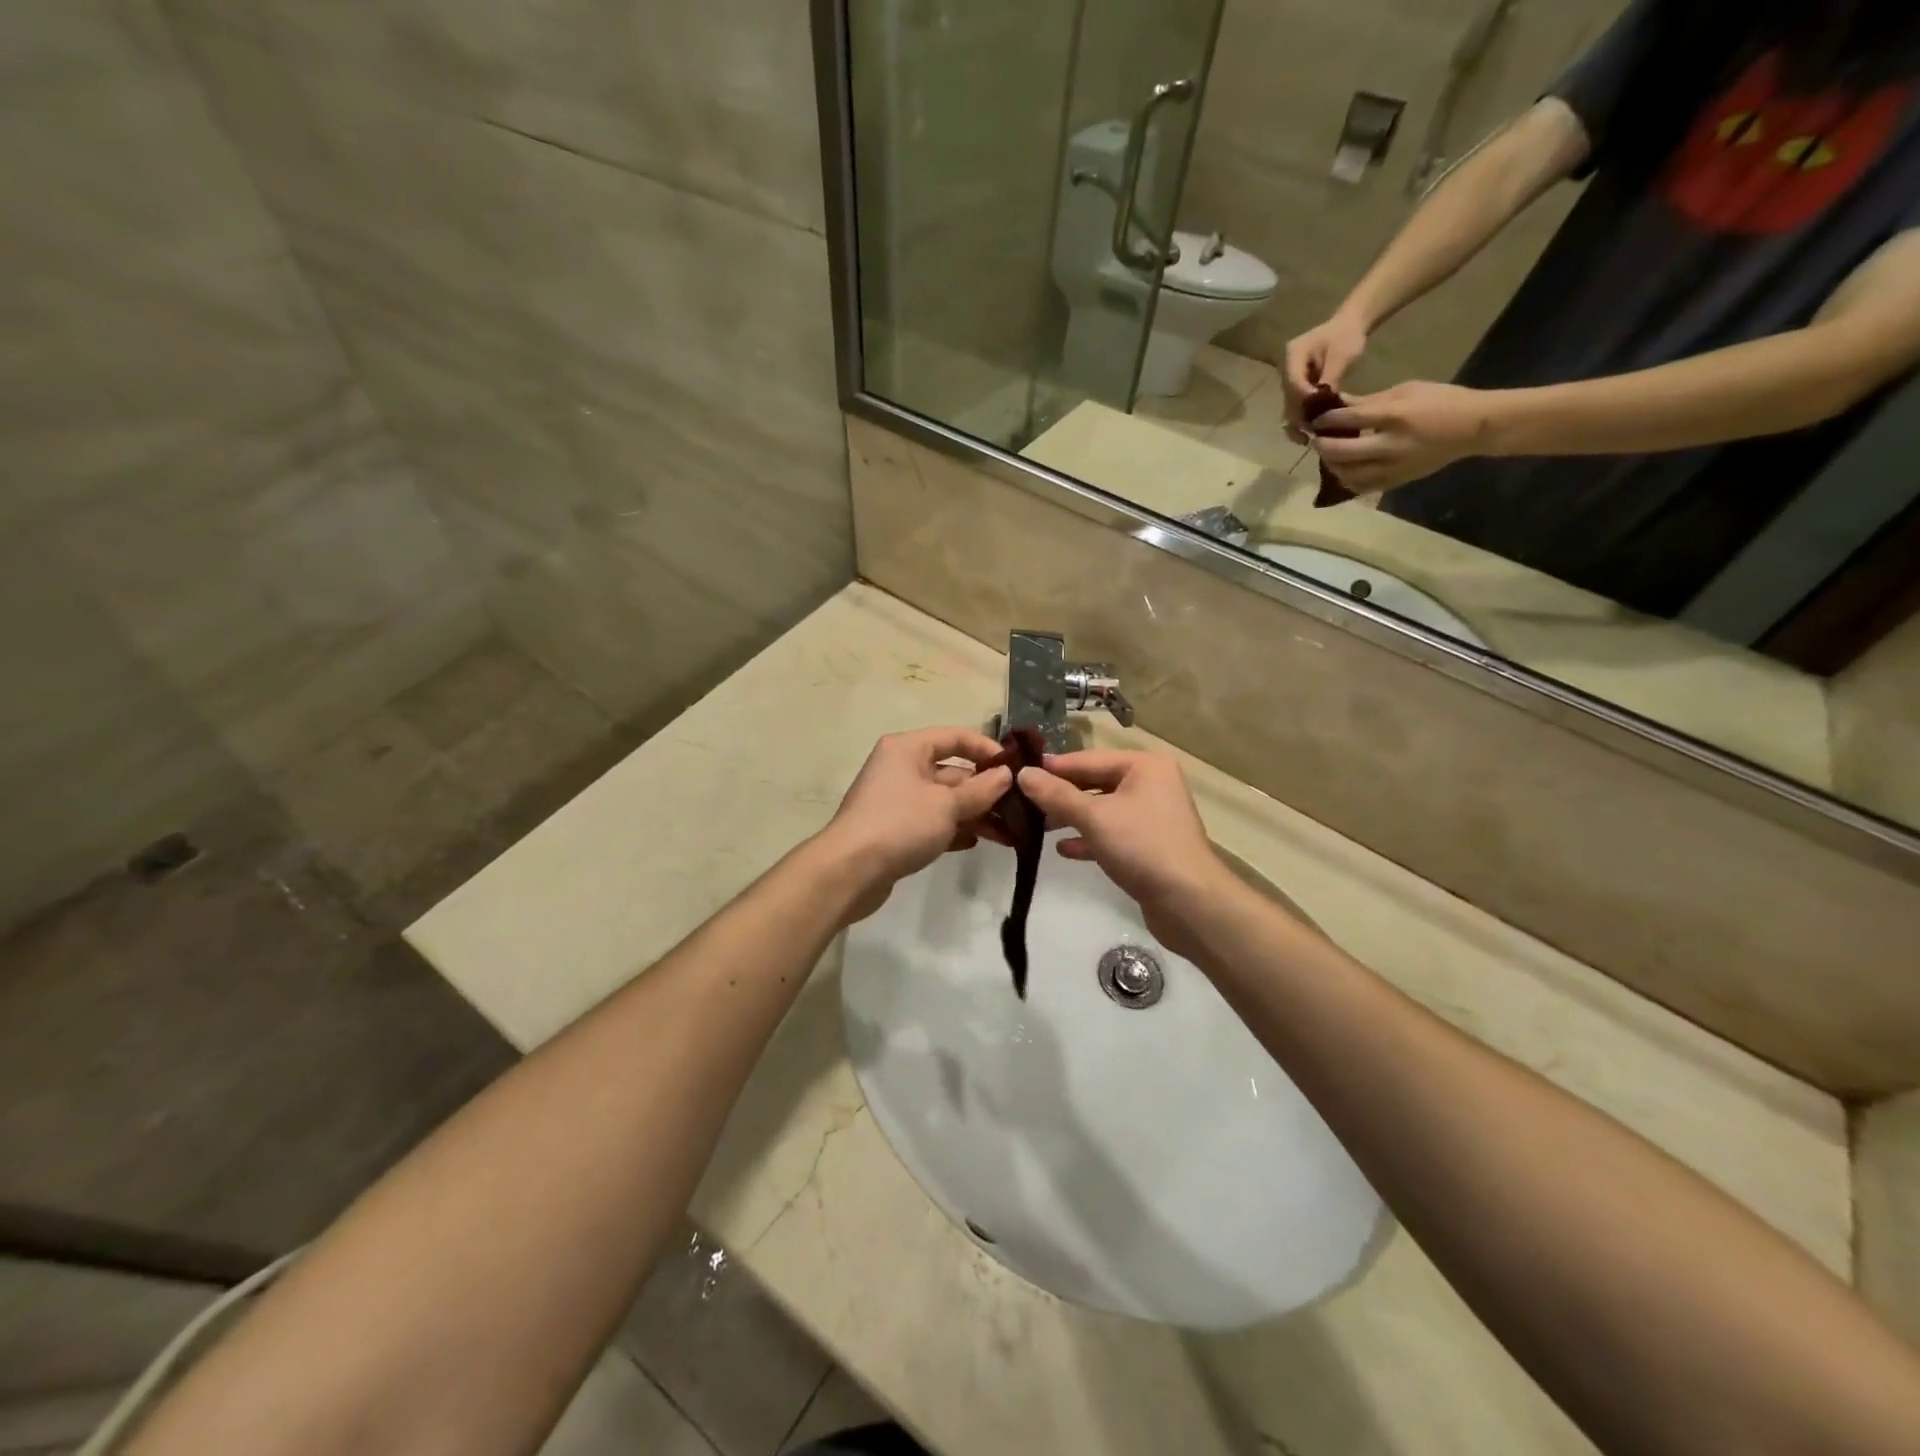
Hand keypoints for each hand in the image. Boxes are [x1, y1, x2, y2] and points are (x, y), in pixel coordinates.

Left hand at [815, 727, 1011, 922]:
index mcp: (908, 748)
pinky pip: (933, 821)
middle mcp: (902, 767)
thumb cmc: (900, 825)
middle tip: (1020, 809)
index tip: (1017, 769)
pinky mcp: (896, 828)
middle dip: (986, 790)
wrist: (849, 872)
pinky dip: (954, 829)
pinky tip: (977, 842)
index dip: (988, 750)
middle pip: (953, 771)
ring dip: (976, 813)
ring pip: (945, 800)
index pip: (956, 737)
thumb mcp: (947, 805)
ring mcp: (898, 799)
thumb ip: (981, 790)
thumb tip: (1006, 775)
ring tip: (1008, 834)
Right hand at [1014, 751, 1234, 956]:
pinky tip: (1063, 850)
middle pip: (1095, 782)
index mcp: (1144, 766)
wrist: (1189, 902)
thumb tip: (1022, 774)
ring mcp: (1151, 815)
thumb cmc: (1141, 846)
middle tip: (1022, 803)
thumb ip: (1056, 795)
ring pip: (1102, 809)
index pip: (1088, 759)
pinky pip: (1112, 833)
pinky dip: (1089, 838)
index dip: (1053, 768)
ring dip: (1071, 817)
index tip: (1018, 773)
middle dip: (1060, 795)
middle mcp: (1151, 784)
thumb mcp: (1093, 817)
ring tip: (1037, 827)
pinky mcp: (1149, 844)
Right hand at [1283, 312, 1369, 442]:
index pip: (1293, 382)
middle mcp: (1285, 369)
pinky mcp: (1296, 387)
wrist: (1348, 326)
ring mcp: (1289, 379)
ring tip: (1308, 438)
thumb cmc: (1347, 336)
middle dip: (1299, 416)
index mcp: (1293, 354)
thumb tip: (1322, 402)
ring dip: (1298, 422)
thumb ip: (1330, 377)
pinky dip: (1302, 418)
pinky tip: (1310, 431)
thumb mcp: (1343, 354)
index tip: (1318, 412)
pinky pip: (1296, 405)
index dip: (1303, 399)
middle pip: (1288, 397)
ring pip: (1289, 405)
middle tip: (1310, 434)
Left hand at [1311, 381, 1497, 493]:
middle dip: (1323, 446)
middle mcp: (1392, 445)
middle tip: (1316, 439)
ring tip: (1327, 454)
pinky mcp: (1396, 482)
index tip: (1316, 419)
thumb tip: (1335, 405)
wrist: (1473, 428)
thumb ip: (1368, 401)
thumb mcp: (1406, 391)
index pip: (1350, 420)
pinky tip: (1343, 469)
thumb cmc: (1440, 401)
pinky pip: (1361, 487)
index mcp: (1396, 416)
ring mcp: (1394, 468)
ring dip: (1331, 465)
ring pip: (1348, 474)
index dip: (1327, 420)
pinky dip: (1346, 479)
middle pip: (1343, 452)